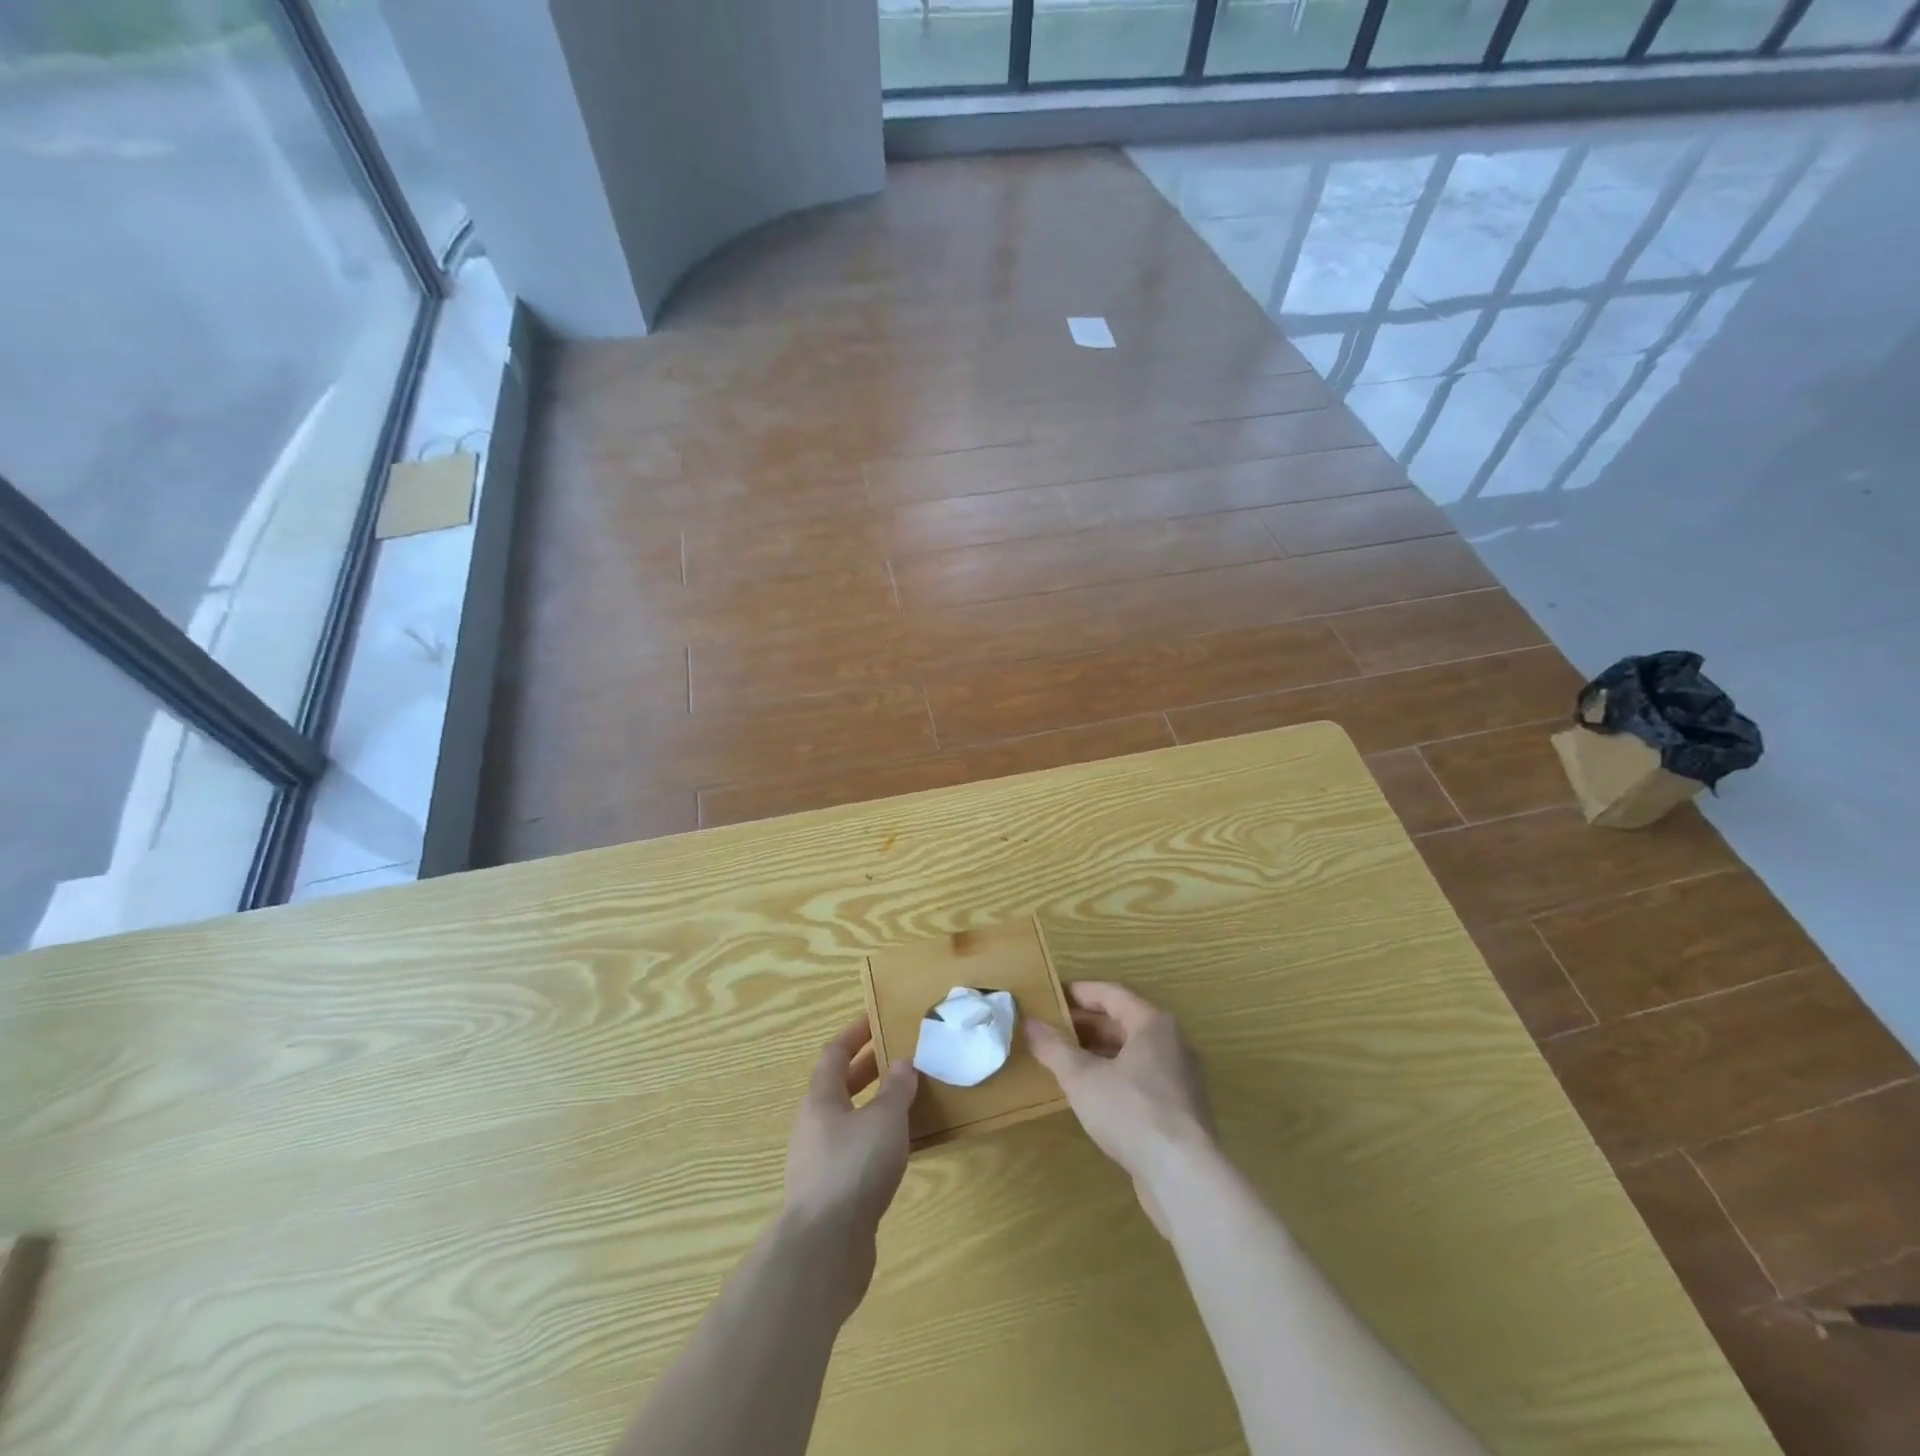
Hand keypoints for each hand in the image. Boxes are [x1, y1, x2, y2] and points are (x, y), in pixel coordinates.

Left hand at [781, 1017, 917, 1313]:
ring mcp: (816, 1163)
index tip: (875, 1020)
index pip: (833, 1054)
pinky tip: (895, 1151)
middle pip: (836, 1088)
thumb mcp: (885, 1120)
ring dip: (869, 1107)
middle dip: (864, 1070)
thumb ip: (896, 1090)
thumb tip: (902, 1064)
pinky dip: (872, 1141)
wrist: (824, 1249)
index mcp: (820, 1100)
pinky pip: (851, 1153)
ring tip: (902, 1103)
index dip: (853, 1035)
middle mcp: (813, 1126)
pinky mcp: (828, 1195)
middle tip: (895, 1059)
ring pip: (844, 1122)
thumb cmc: (854, 1168)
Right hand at [1027, 982, 1213, 1235]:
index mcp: (1152, 1024)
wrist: (1184, 1177)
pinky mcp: (1181, 1110)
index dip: (1078, 993)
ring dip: (1099, 1053)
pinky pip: (1142, 1080)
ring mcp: (1180, 1078)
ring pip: (1133, 1053)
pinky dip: (1115, 1077)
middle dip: (1086, 1025)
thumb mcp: (1082, 1078)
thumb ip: (1054, 1048)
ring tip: (1065, 1061)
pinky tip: (1092, 1096)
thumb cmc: (1131, 1112)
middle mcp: (1172, 1043)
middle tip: (1051, 1030)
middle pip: (1123, 1022)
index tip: (1050, 997)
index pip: (1111, 994)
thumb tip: (1030, 1023)